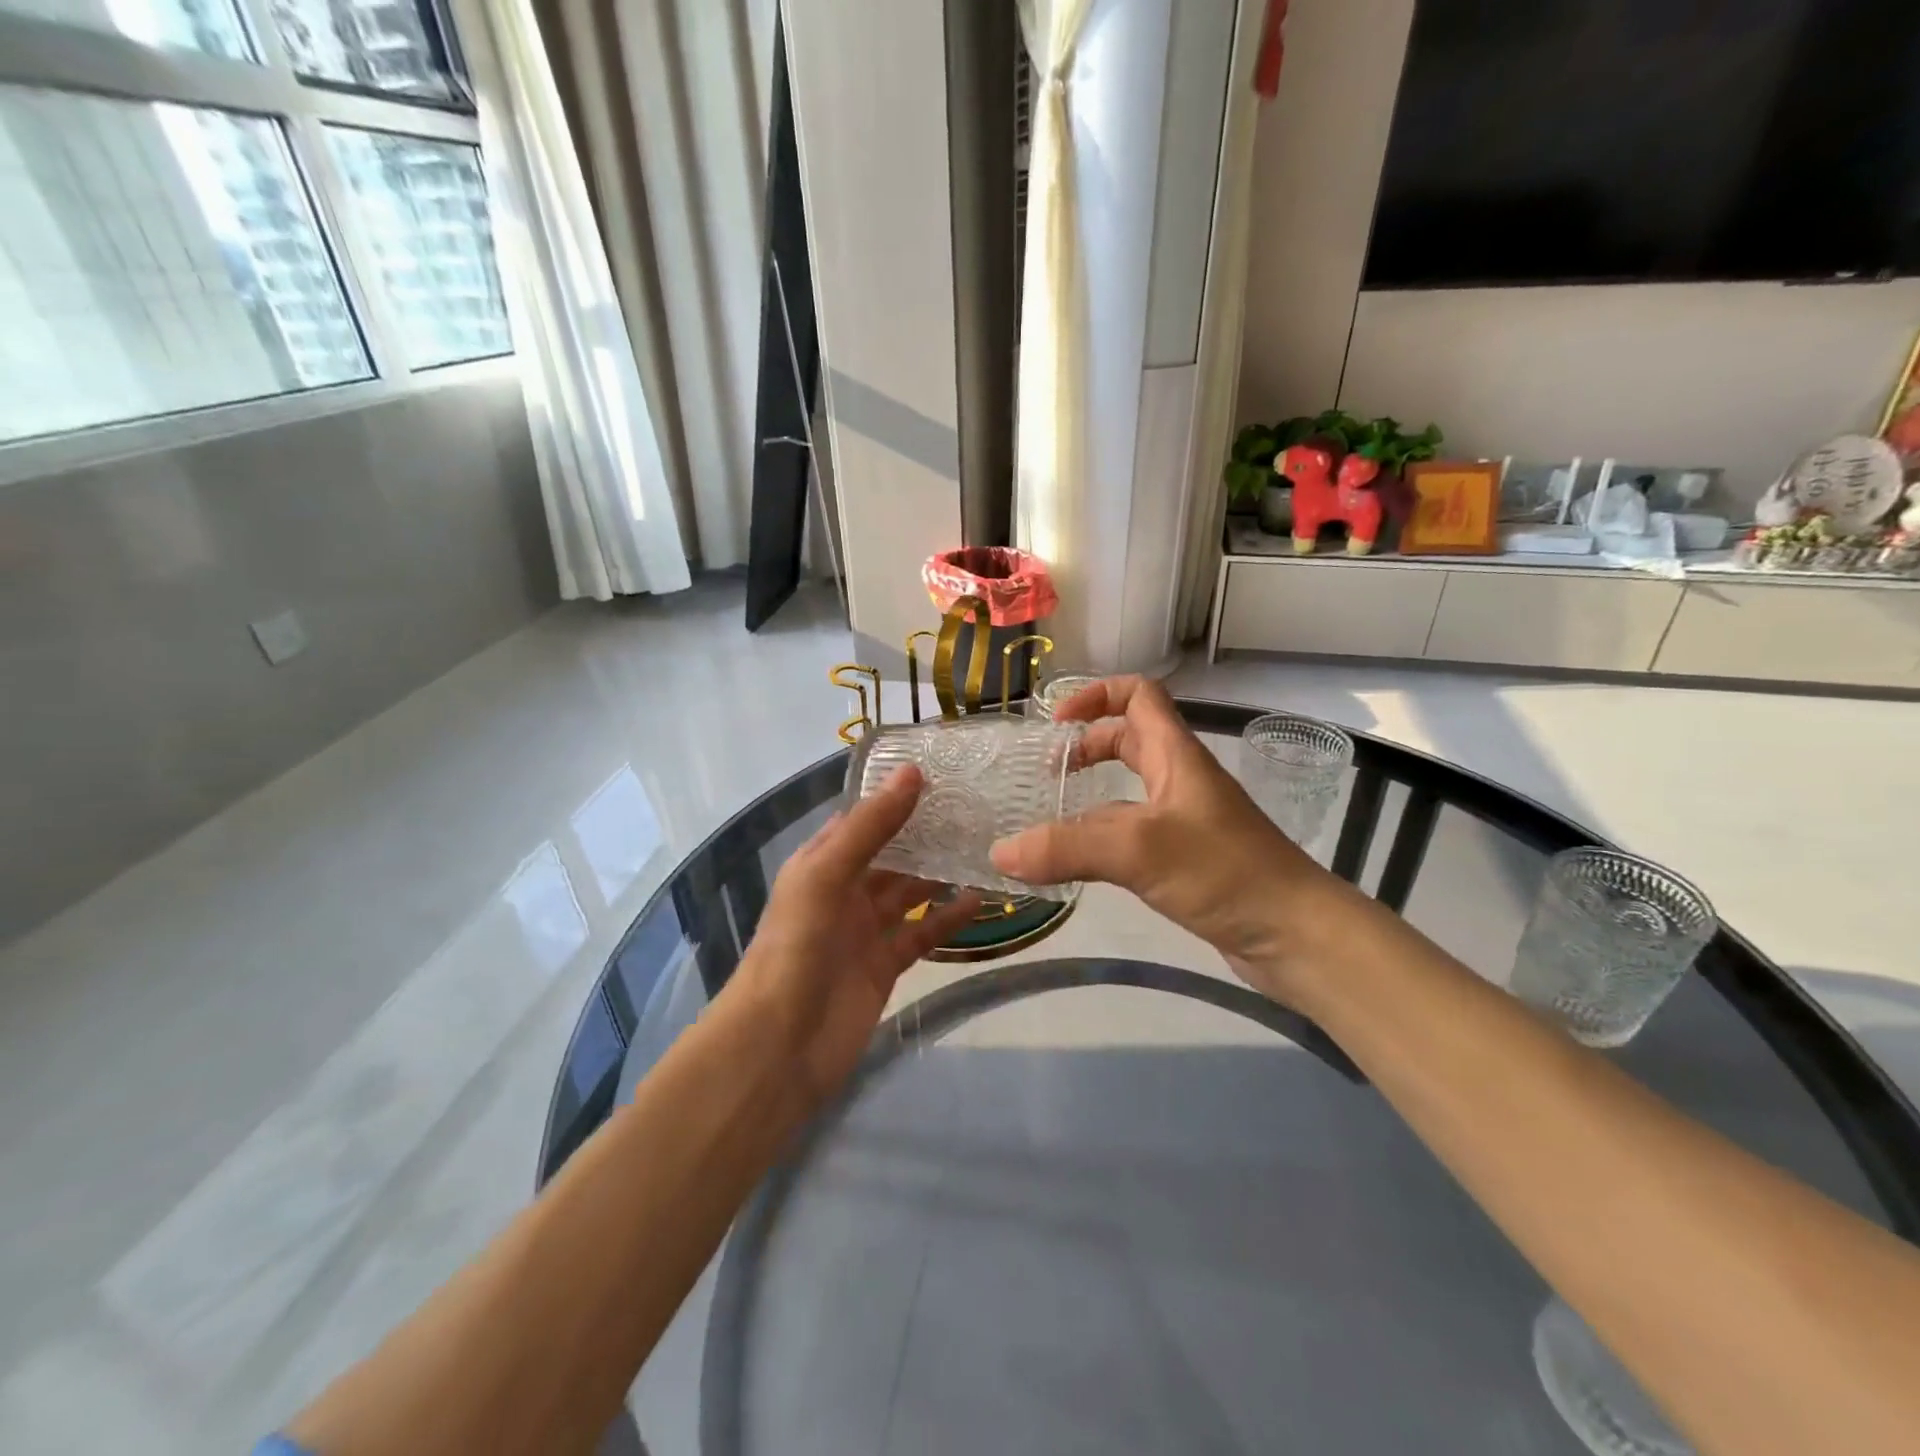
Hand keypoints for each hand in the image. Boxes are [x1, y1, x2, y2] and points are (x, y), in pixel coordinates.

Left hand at [729, 765, 980, 1100]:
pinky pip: (922, 933)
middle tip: (977, 809)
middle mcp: (843, 890)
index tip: (943, 774)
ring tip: (986, 849)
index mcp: (821, 862)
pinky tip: (980, 902)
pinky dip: (948, 919)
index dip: (897, 796)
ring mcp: (865, 930)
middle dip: (926, 834)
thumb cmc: (796, 947)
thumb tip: (912, 772)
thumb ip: (871, 827)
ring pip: (909, 892)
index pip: (863, 818)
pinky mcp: (885, 965)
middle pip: (891, 854)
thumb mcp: (827, 875)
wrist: (780, 1046)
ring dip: (941, 874)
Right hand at [989, 676, 1344, 991]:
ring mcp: (1185, 821)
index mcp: (1176, 756)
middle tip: (1048, 774)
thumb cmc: (1225, 872)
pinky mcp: (1187, 860)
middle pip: (1130, 740)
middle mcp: (1181, 780)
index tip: (1056, 724)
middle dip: (1087, 746)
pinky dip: (1103, 838)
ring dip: (1091, 797)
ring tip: (1050, 821)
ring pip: (1130, 791)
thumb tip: (1000, 852)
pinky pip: (1134, 834)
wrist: (1296, 935)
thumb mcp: (1139, 850)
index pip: (1138, 695)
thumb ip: (1067, 848)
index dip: (1095, 696)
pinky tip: (1080, 864)